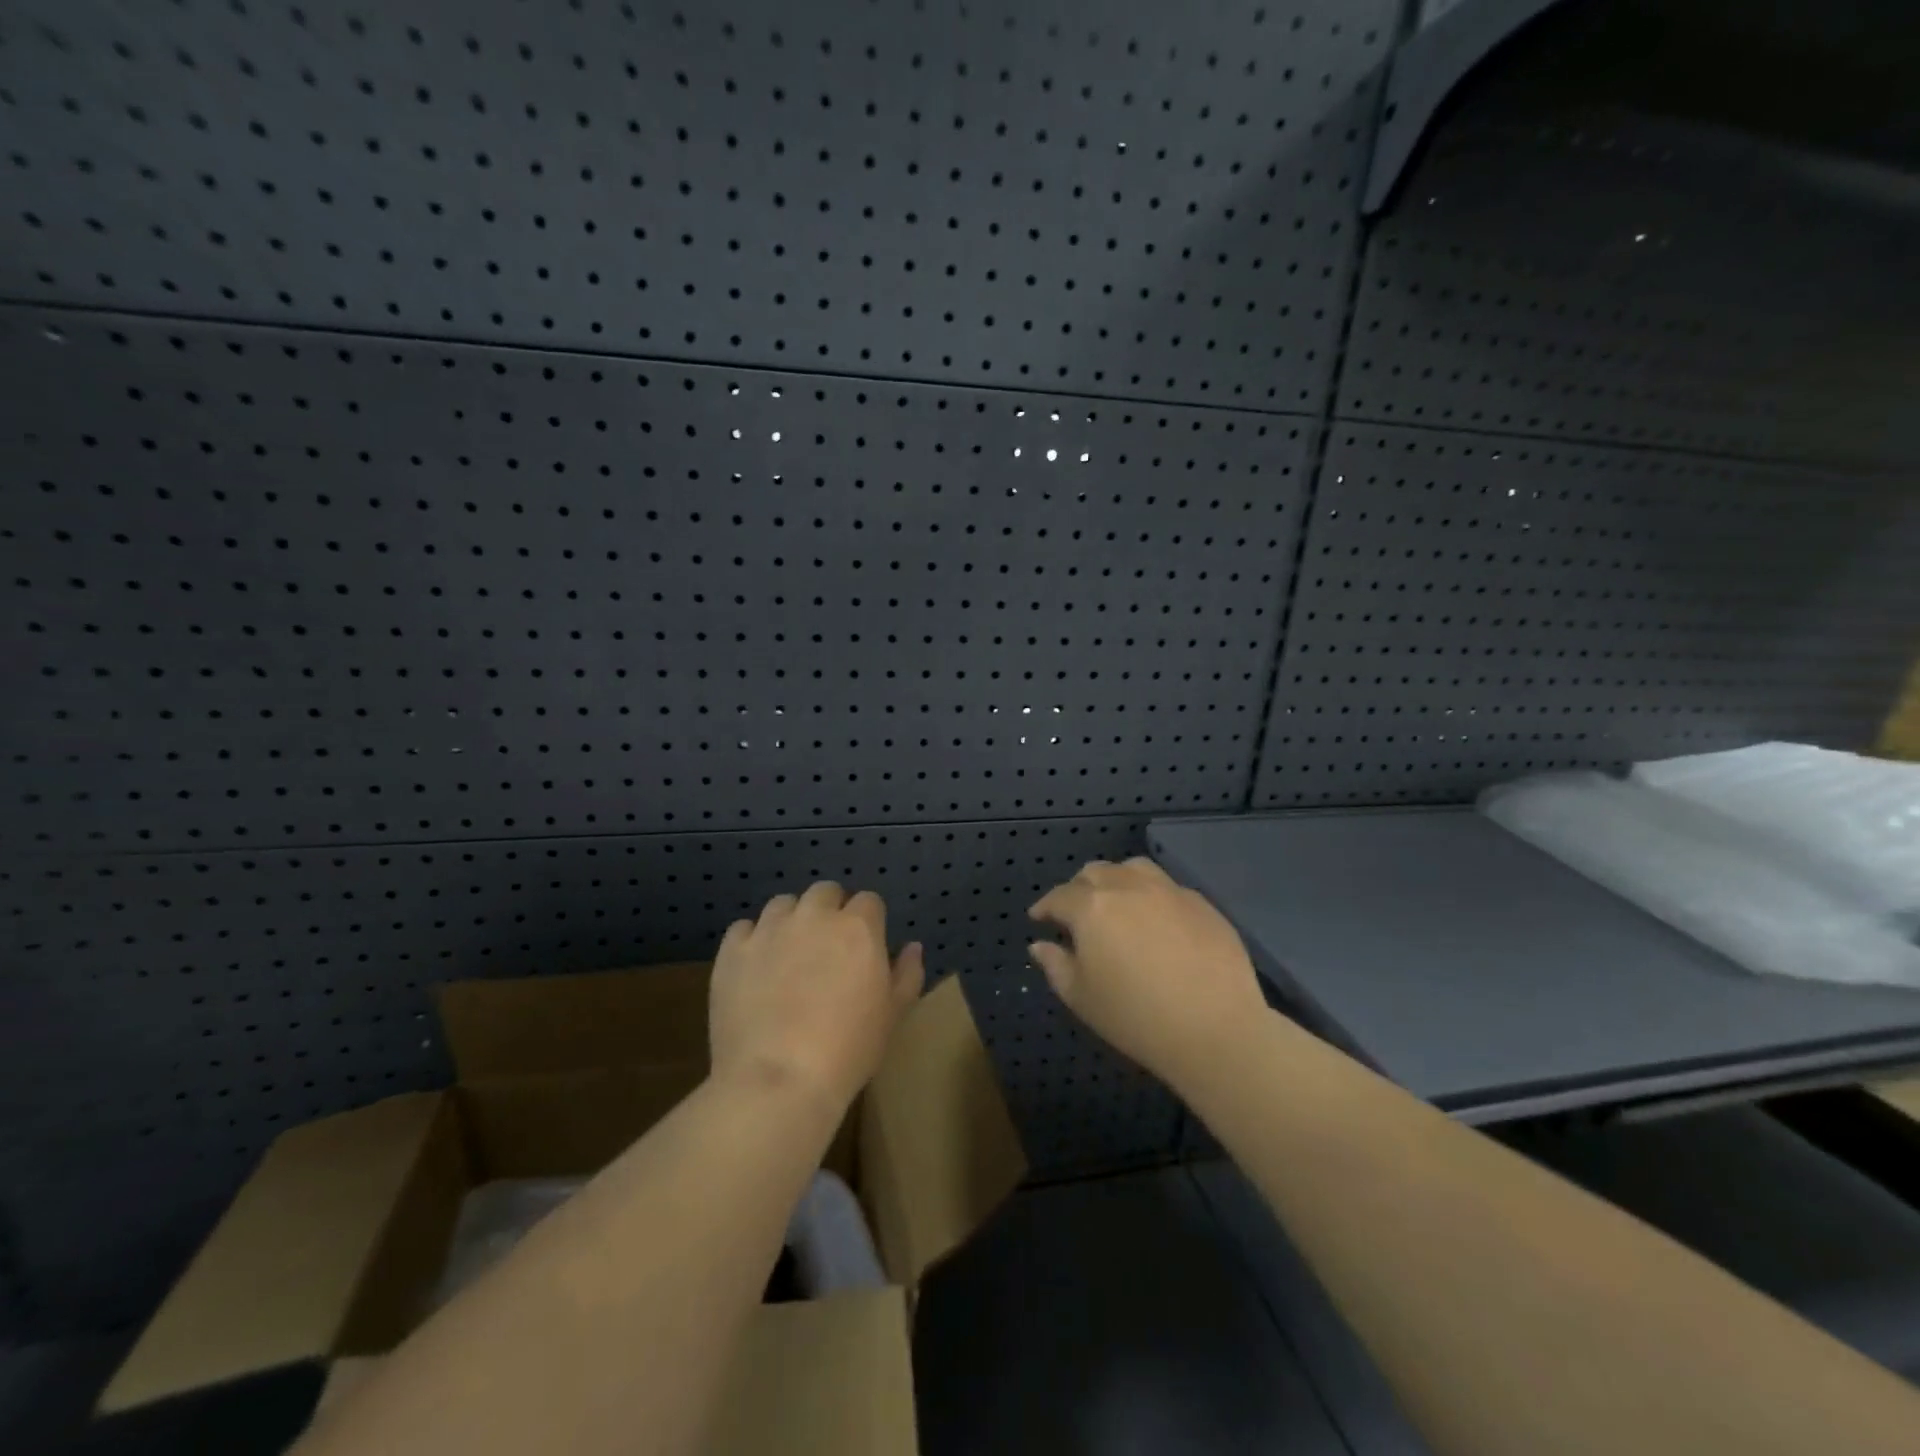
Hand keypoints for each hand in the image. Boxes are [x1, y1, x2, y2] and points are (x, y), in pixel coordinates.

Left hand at [710, 882, 924, 1112]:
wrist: (778, 1080)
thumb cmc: (848, 1050)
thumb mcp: (892, 1016)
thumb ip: (907, 974)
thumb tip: (912, 947)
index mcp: (858, 927)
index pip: (869, 901)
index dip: (868, 921)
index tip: (864, 947)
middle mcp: (814, 916)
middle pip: (825, 892)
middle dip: (829, 910)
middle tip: (827, 948)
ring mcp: (769, 930)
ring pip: (783, 904)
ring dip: (791, 920)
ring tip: (788, 955)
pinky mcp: (733, 951)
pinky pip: (743, 929)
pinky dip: (751, 941)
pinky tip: (755, 968)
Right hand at [1029, 857, 1267, 1089]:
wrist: (1216, 1029)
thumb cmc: (1136, 1017)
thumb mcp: (1081, 998)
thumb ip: (1055, 965)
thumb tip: (1041, 945)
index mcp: (1092, 907)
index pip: (1059, 896)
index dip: (1045, 906)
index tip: (1039, 918)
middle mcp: (1128, 887)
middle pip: (1095, 873)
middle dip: (1078, 889)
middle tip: (1077, 913)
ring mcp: (1168, 890)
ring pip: (1132, 869)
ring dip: (1116, 880)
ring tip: (1116, 903)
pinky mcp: (1201, 903)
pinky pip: (1167, 887)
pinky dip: (1151, 896)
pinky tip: (1156, 922)